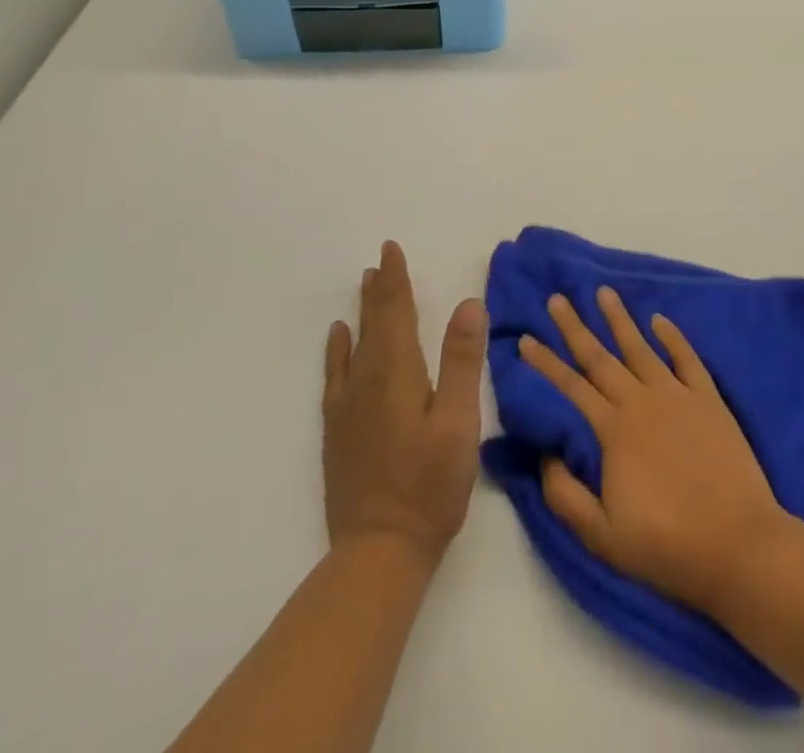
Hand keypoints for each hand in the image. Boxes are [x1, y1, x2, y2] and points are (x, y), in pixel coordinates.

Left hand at [323, 242, 486, 566]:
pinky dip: (337, 350)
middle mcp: (366, 381)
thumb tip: (468, 303)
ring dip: (362, 312)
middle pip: (373, 323)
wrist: (378, 553)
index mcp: (397, 373)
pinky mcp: (339, 432)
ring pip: (354, 345)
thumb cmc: (430, 486)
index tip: (391, 249)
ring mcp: (347, 408)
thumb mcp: (459, 422)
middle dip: (380, 289)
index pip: (396, 313)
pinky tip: (338, 339)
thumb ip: (463, 361)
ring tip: (364, 284)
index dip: (395, 279)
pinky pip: (335, 375)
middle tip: (381, 259)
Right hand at [518, 285, 788, 612]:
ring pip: (642, 347)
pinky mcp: (709, 399)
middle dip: (575, 327)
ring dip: (620, 319)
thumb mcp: (601, 536)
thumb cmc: (666, 546)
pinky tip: (659, 319)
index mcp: (614, 431)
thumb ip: (565, 495)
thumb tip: (547, 455)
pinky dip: (673, 336)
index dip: (546, 363)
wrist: (737, 544)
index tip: (525, 339)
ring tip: (604, 291)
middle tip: (557, 298)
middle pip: (601, 357)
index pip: (572, 387)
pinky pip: (687, 358)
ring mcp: (678, 396)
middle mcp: (642, 402)